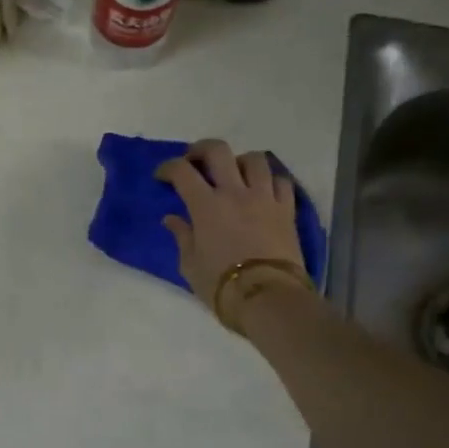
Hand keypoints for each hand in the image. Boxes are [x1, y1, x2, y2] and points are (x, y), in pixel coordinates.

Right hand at [158, 139, 309, 314]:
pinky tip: (262, 191)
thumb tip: (172, 219)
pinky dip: (269, 180)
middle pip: (218, 151)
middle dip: (201, 149)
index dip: (168, 168)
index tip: (162, 177)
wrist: (268, 297)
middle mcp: (235, 192)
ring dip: (240, 161)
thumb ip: (182, 236)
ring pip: (254, 159)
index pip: (182, 171)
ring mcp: (264, 198)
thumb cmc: (220, 284)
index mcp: (206, 205)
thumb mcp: (190, 264)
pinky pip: (281, 181)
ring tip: (234, 174)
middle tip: (194, 161)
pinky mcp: (287, 209)